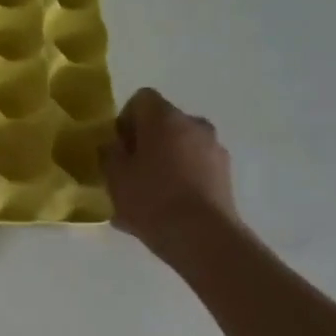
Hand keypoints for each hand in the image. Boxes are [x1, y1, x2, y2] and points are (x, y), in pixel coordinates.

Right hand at [102, 88, 239, 257]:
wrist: (202, 236)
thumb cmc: (151, 199)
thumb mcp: (115, 177)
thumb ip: (110, 154)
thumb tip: (113, 146)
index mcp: (165, 118)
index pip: (141, 99)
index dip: (125, 120)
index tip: (118, 148)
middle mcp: (194, 124)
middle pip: (163, 123)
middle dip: (145, 143)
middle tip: (130, 173)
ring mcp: (214, 149)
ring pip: (180, 147)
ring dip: (164, 161)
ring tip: (148, 196)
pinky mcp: (225, 174)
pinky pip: (194, 168)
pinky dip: (180, 179)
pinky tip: (167, 208)